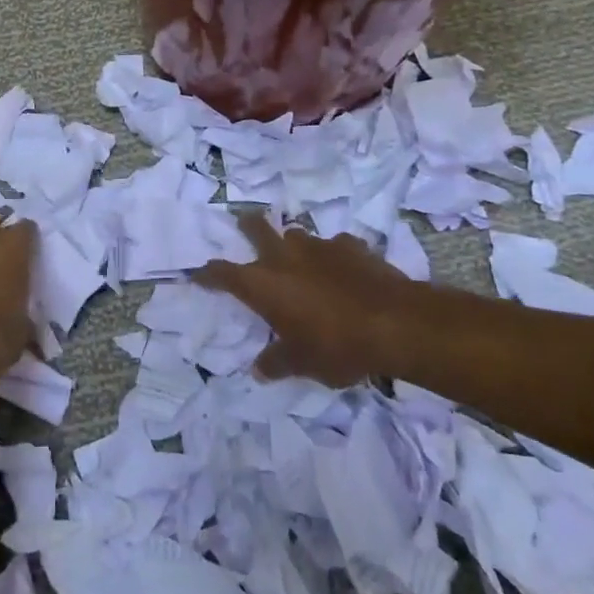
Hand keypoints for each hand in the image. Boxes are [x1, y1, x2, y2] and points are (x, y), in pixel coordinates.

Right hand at [196, 215, 424, 385]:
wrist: (395, 323)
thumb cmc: (336, 345)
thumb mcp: (302, 364)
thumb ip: (276, 363)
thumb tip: (258, 370)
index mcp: (262, 284)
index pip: (222, 273)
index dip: (208, 274)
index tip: (198, 273)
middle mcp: (284, 256)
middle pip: (255, 227)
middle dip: (247, 225)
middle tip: (244, 223)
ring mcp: (319, 246)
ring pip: (296, 234)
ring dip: (294, 245)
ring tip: (301, 260)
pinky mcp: (351, 246)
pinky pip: (336, 246)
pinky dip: (334, 256)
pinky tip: (344, 270)